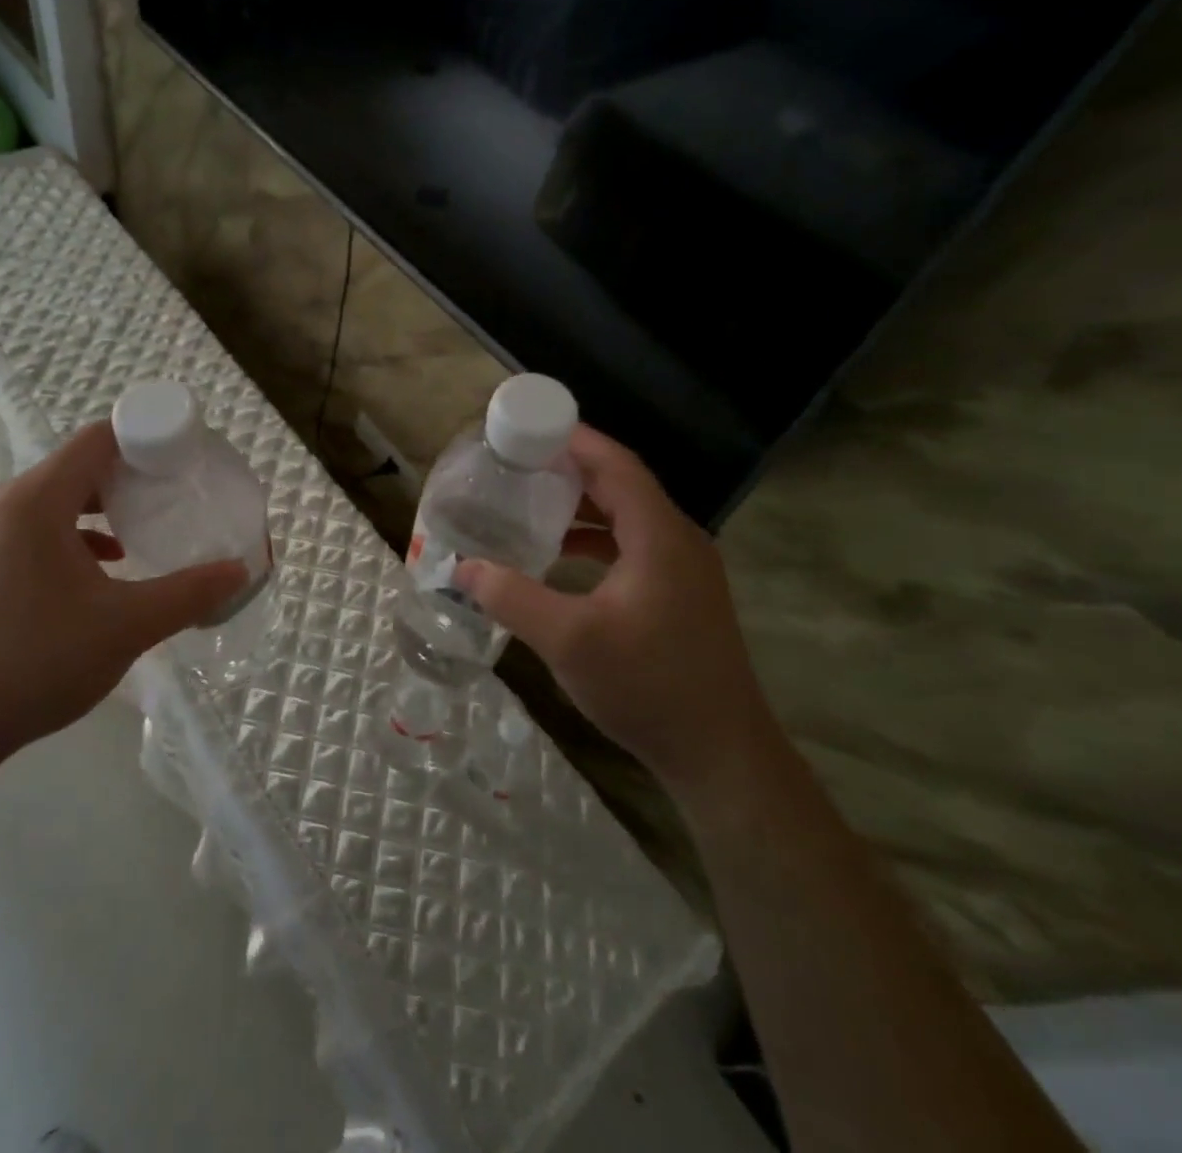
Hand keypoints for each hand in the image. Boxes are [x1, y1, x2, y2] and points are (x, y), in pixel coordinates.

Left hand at [0, 421, 247, 758]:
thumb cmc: (37, 660)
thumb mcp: (125, 626)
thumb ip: (188, 593)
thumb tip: (239, 570)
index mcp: (37, 501)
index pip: (98, 439)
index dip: (146, 438)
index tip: (186, 459)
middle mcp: (7, 505)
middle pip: (79, 466)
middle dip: (132, 475)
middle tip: (177, 494)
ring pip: (58, 500)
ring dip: (104, 508)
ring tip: (146, 528)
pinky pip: (39, 530)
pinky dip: (77, 535)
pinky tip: (105, 568)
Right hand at [454, 425, 772, 794]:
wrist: (720, 755)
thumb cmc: (648, 687)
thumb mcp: (569, 640)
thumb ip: (511, 597)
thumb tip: (461, 568)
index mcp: (659, 536)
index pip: (616, 464)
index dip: (574, 439)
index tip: (527, 426)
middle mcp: (677, 540)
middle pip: (621, 484)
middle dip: (569, 468)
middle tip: (516, 463)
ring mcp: (683, 569)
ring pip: (626, 516)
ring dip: (580, 504)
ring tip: (529, 501)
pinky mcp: (680, 594)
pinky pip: (631, 545)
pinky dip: (593, 538)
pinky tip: (559, 555)